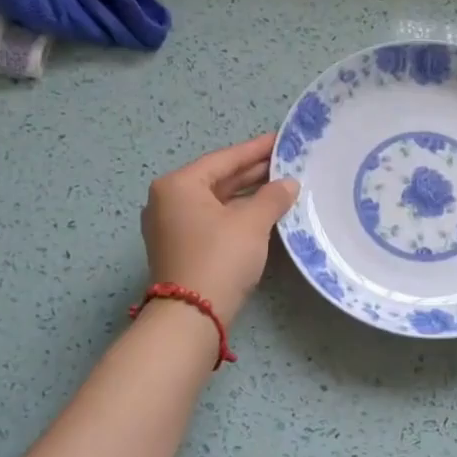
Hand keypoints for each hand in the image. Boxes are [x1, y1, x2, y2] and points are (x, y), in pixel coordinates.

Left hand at [141, 134, 299, 324]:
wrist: (191, 316)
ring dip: (246, 195)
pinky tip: (261, 212)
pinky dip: (235, 214)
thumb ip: (272, 197)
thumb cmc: (219, 258)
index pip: (224, 159)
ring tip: (280, 186)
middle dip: (252, 172)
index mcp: (178, 185)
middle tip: (286, 163)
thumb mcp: (251, 223)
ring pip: (215, 201)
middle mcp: (167, 200)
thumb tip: (289, 184)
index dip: (256, 149)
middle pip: (217, 179)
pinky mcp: (179, 248)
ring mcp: (170, 226)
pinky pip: (211, 220)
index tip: (281, 140)